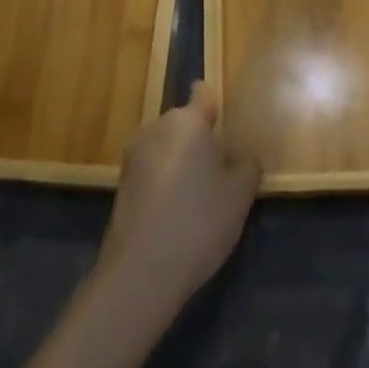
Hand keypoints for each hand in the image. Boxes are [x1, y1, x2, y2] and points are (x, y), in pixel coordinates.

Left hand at [97, 81, 259, 315]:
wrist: (141, 272)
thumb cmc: (199, 222)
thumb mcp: (239, 196)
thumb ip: (247, 167)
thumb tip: (245, 158)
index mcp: (187, 122)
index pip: (202, 95)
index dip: (214, 102)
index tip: (224, 115)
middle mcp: (156, 128)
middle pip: (184, 123)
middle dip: (200, 137)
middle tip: (222, 164)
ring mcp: (134, 156)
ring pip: (166, 146)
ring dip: (181, 159)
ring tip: (201, 191)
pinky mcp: (121, 183)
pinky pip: (152, 168)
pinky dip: (165, 178)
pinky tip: (178, 208)